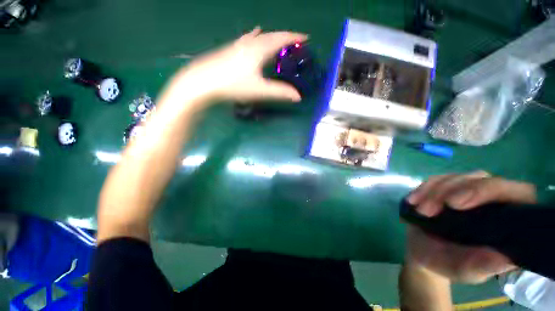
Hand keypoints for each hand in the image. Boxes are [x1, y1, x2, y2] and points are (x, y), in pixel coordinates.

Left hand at [174, 27, 306, 102]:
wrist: (204, 81)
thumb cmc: (233, 85)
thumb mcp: (260, 90)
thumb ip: (280, 92)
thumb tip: (298, 97)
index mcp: (259, 50)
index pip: (281, 39)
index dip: (294, 37)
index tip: (305, 37)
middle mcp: (250, 43)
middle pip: (271, 35)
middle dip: (285, 36)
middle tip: (295, 39)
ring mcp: (238, 45)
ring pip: (259, 36)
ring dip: (272, 35)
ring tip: (279, 37)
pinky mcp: (231, 49)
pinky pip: (248, 38)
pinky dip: (255, 35)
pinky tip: (253, 33)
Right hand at [405, 171, 535, 282]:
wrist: (423, 252)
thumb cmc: (449, 263)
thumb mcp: (466, 270)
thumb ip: (483, 265)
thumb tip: (506, 258)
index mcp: (508, 219)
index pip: (516, 193)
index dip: (489, 191)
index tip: (455, 204)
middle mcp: (492, 200)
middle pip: (481, 179)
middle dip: (452, 190)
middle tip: (428, 210)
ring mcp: (468, 191)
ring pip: (456, 178)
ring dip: (433, 192)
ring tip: (420, 211)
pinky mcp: (446, 188)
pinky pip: (436, 180)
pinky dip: (423, 189)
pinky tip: (412, 201)